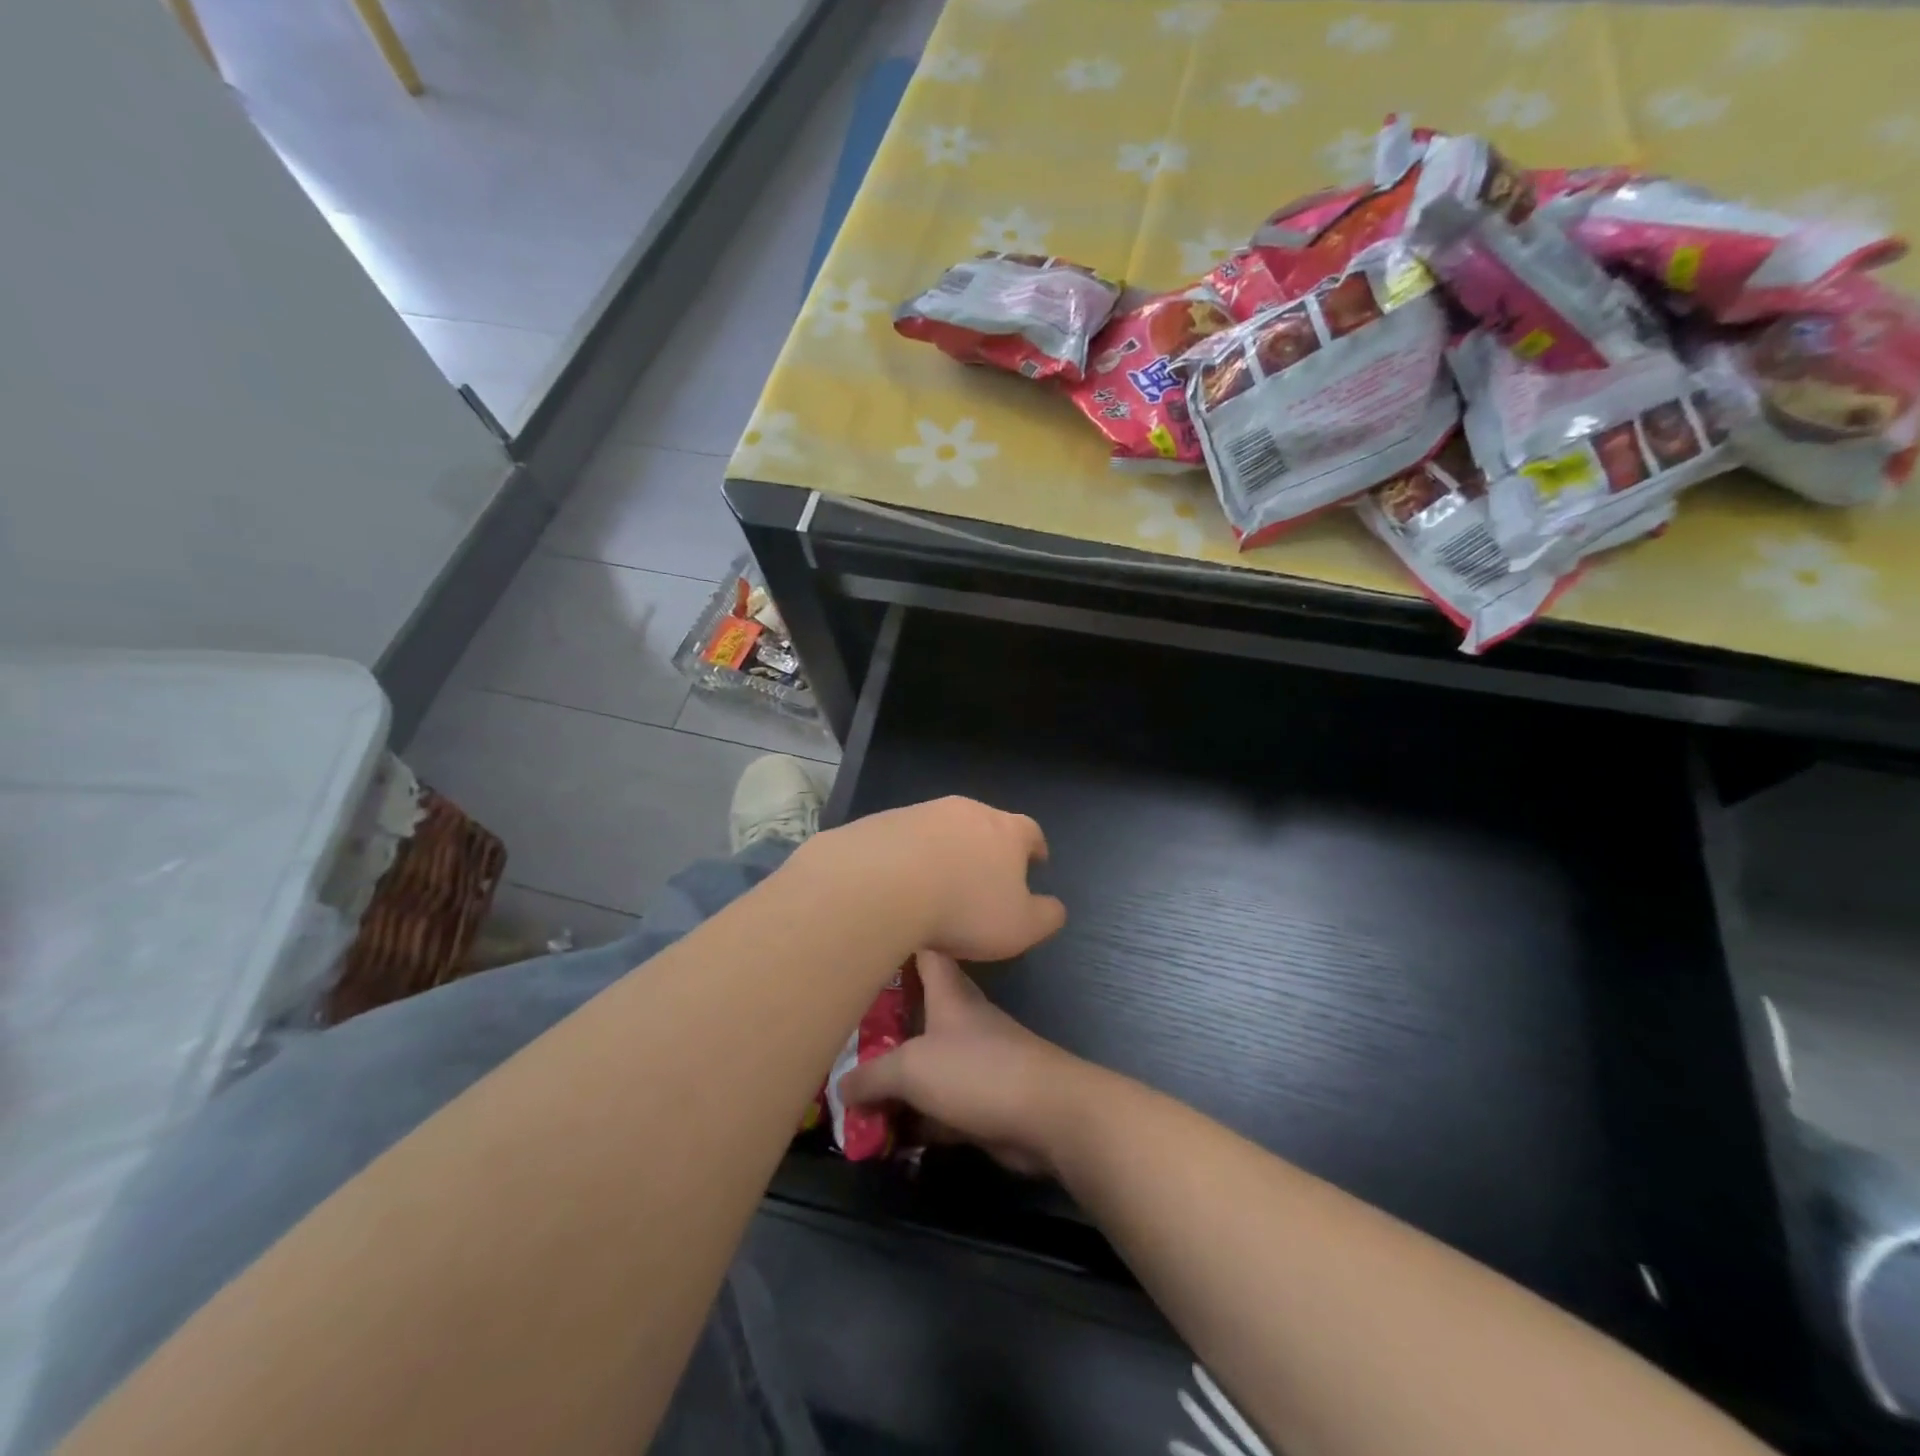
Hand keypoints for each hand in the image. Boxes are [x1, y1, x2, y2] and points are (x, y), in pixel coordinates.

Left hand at [801, 797, 1066, 962]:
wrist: (883, 883)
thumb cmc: (964, 908)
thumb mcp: (1020, 927)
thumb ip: (1046, 916)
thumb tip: (1054, 907)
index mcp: (1007, 831)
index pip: (1030, 832)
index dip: (1034, 848)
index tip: (1035, 862)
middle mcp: (968, 811)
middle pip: (987, 824)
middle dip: (989, 847)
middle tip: (985, 875)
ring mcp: (924, 812)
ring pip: (945, 828)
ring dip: (948, 849)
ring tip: (940, 882)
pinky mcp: (886, 821)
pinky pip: (907, 838)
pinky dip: (911, 855)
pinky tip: (902, 882)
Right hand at [839, 950, 1089, 1175]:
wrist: (1046, 1116)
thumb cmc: (977, 1071)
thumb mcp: (911, 1069)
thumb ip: (871, 1076)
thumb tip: (841, 1087)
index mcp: (949, 994)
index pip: (927, 952)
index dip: (903, 943)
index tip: (870, 944)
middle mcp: (961, 1020)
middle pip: (918, 1011)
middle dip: (883, 1023)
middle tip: (841, 1034)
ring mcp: (973, 1060)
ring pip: (925, 1062)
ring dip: (895, 1080)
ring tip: (850, 1095)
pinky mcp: (981, 1100)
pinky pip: (937, 1104)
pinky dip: (914, 1118)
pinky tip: (883, 1135)